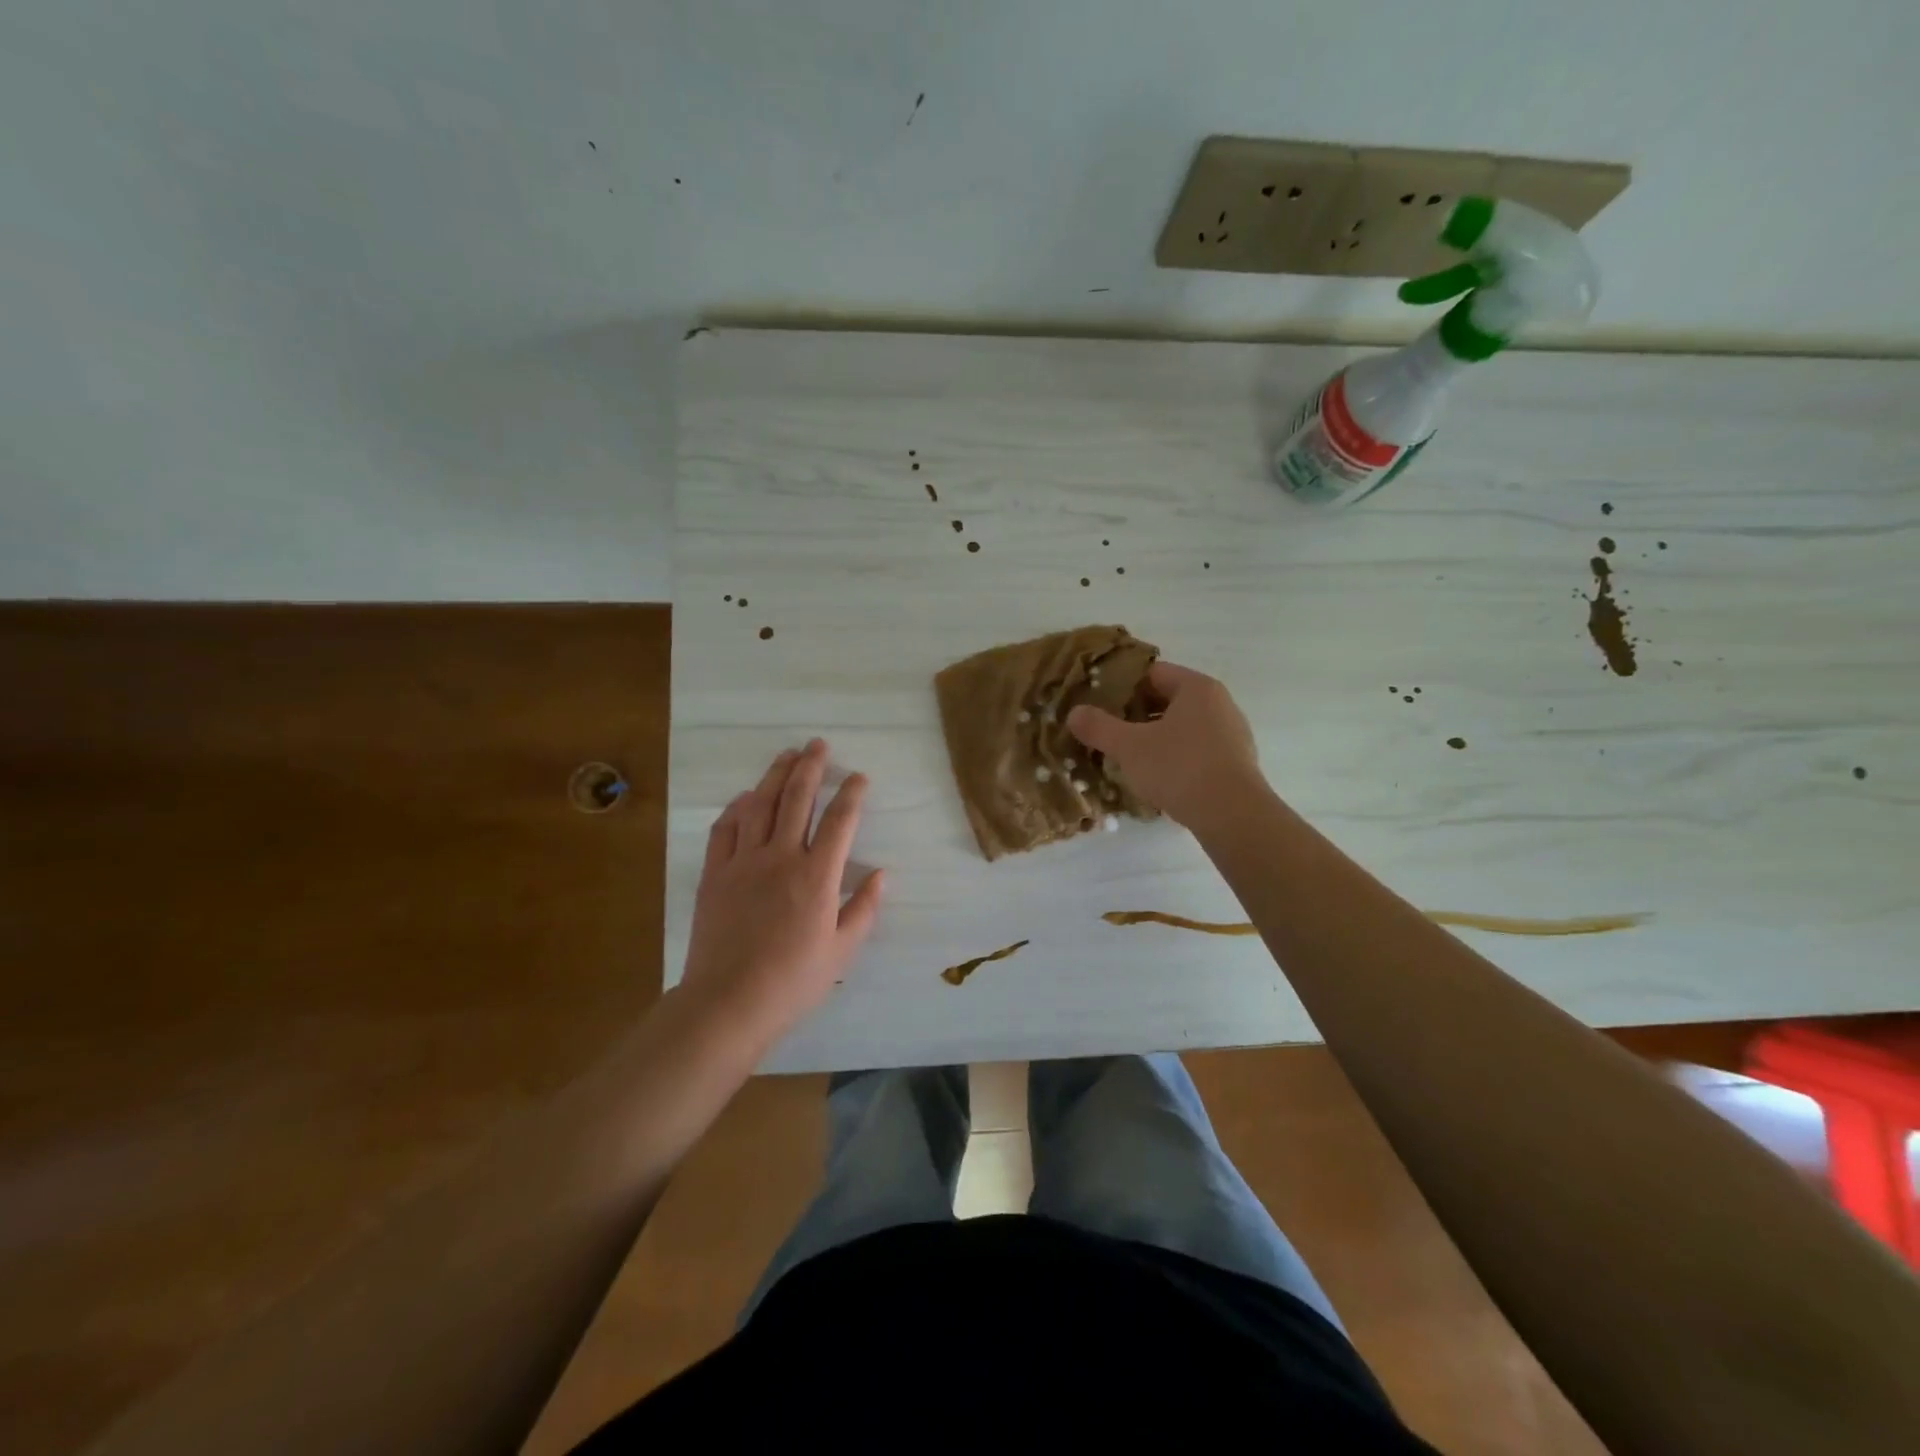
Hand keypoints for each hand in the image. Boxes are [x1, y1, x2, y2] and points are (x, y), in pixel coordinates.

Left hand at [679, 740, 883, 1045]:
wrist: (728, 1002)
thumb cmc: (793, 981)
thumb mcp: (842, 951)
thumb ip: (864, 909)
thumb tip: (881, 874)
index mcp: (817, 876)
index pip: (840, 820)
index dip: (851, 793)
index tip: (858, 776)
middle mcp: (781, 857)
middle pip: (797, 798)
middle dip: (811, 767)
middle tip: (818, 744)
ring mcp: (743, 862)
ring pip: (760, 805)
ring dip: (775, 775)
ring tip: (786, 754)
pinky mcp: (715, 873)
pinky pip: (725, 829)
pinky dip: (737, 807)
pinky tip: (746, 797)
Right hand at [1065, 661, 1263, 832]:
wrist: (1232, 815)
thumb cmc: (1179, 768)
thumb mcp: (1130, 747)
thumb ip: (1099, 727)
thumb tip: (1074, 713)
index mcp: (1197, 688)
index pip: (1153, 673)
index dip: (1122, 686)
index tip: (1099, 704)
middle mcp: (1219, 703)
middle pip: (1168, 700)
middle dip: (1136, 714)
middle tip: (1108, 731)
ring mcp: (1232, 734)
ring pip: (1182, 727)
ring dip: (1155, 737)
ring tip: (1127, 756)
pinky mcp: (1235, 763)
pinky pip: (1197, 750)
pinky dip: (1175, 757)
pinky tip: (1157, 777)